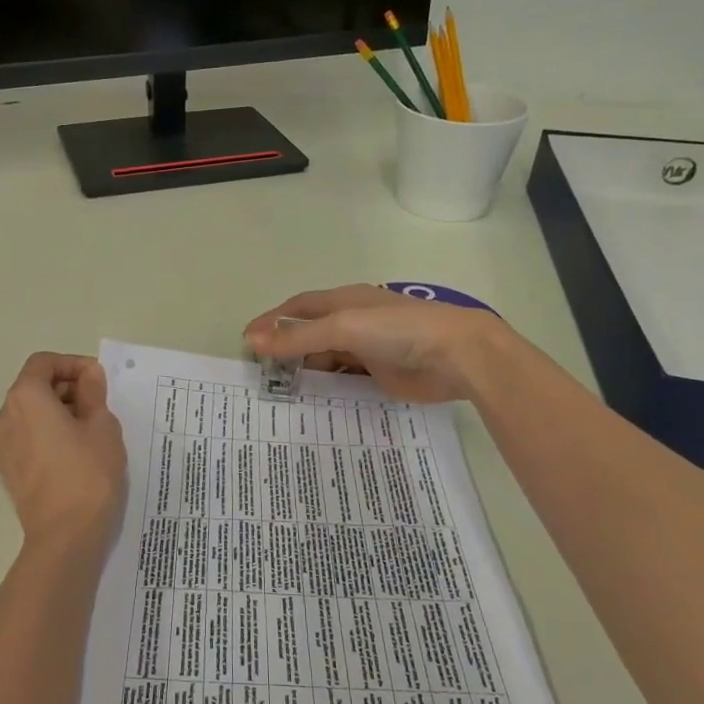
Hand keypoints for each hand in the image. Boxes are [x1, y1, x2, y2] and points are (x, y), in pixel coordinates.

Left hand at [0, 352, 126, 560]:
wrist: (65, 537)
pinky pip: (27, 437)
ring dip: (58, 411)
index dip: (72, 364)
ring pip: (30, 414)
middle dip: (67, 388)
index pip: (44, 363)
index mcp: (25, 398)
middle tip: (99, 404)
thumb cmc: (88, 473)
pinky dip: (47, 433)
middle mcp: (4, 416)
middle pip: (34, 387)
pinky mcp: (7, 470)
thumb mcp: (102, 426)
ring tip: (90, 429)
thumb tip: (88, 375)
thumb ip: (93, 393)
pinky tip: (74, 452)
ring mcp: (1, 446)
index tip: (98, 379)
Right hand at [244, 285, 508, 403]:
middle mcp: (353, 322)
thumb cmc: (397, 330)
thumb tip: (253, 340)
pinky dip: (328, 387)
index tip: (247, 340)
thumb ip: (298, 337)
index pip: (299, 307)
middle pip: (311, 333)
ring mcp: (368, 348)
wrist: (457, 355)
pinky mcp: (381, 374)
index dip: (272, 320)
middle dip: (286, 348)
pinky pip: (346, 379)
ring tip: (281, 392)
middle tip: (261, 374)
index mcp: (344, 301)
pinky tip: (314, 402)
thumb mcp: (343, 328)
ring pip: (327, 357)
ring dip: (306, 369)